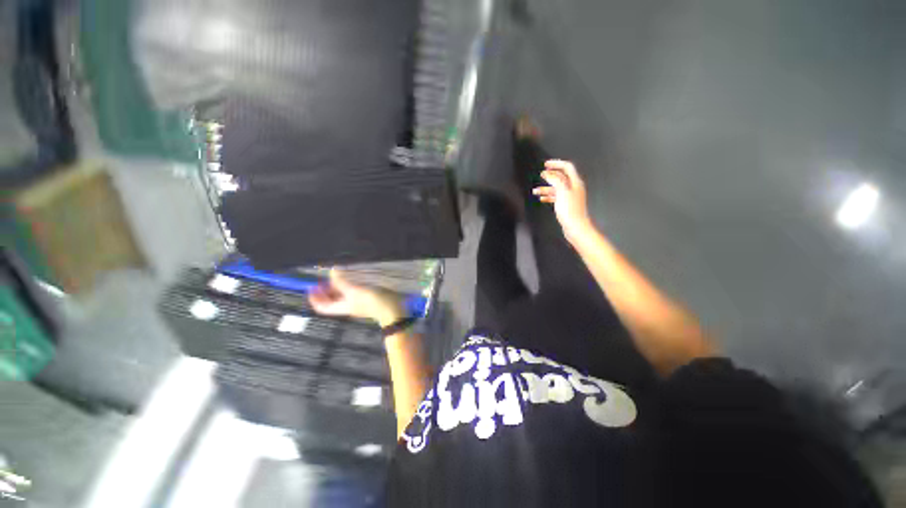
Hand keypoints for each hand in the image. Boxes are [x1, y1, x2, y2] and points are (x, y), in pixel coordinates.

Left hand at [308, 270, 405, 326]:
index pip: (322, 307)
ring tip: (336, 275)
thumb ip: (342, 282)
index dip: (314, 298)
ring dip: (337, 286)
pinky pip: (352, 291)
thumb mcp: (355, 291)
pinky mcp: (366, 297)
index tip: (312, 286)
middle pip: (331, 301)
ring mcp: (357, 302)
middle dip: (325, 290)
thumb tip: (332, 272)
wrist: (393, 309)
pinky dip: (348, 285)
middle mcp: (348, 305)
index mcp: (342, 307)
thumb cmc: (373, 302)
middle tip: (324, 278)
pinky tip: (351, 277)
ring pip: (341, 295)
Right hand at [533, 159, 592, 241]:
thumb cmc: (570, 210)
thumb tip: (548, 173)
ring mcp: (570, 196)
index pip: (567, 167)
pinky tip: (541, 199)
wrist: (575, 226)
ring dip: (546, 188)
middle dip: (550, 176)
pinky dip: (548, 196)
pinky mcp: (566, 204)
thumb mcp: (562, 192)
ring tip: (535, 191)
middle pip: (561, 177)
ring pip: (556, 188)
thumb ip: (555, 180)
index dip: (556, 164)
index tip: (545, 165)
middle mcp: (573, 187)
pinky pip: (556, 197)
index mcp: (575, 182)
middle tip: (540, 175)